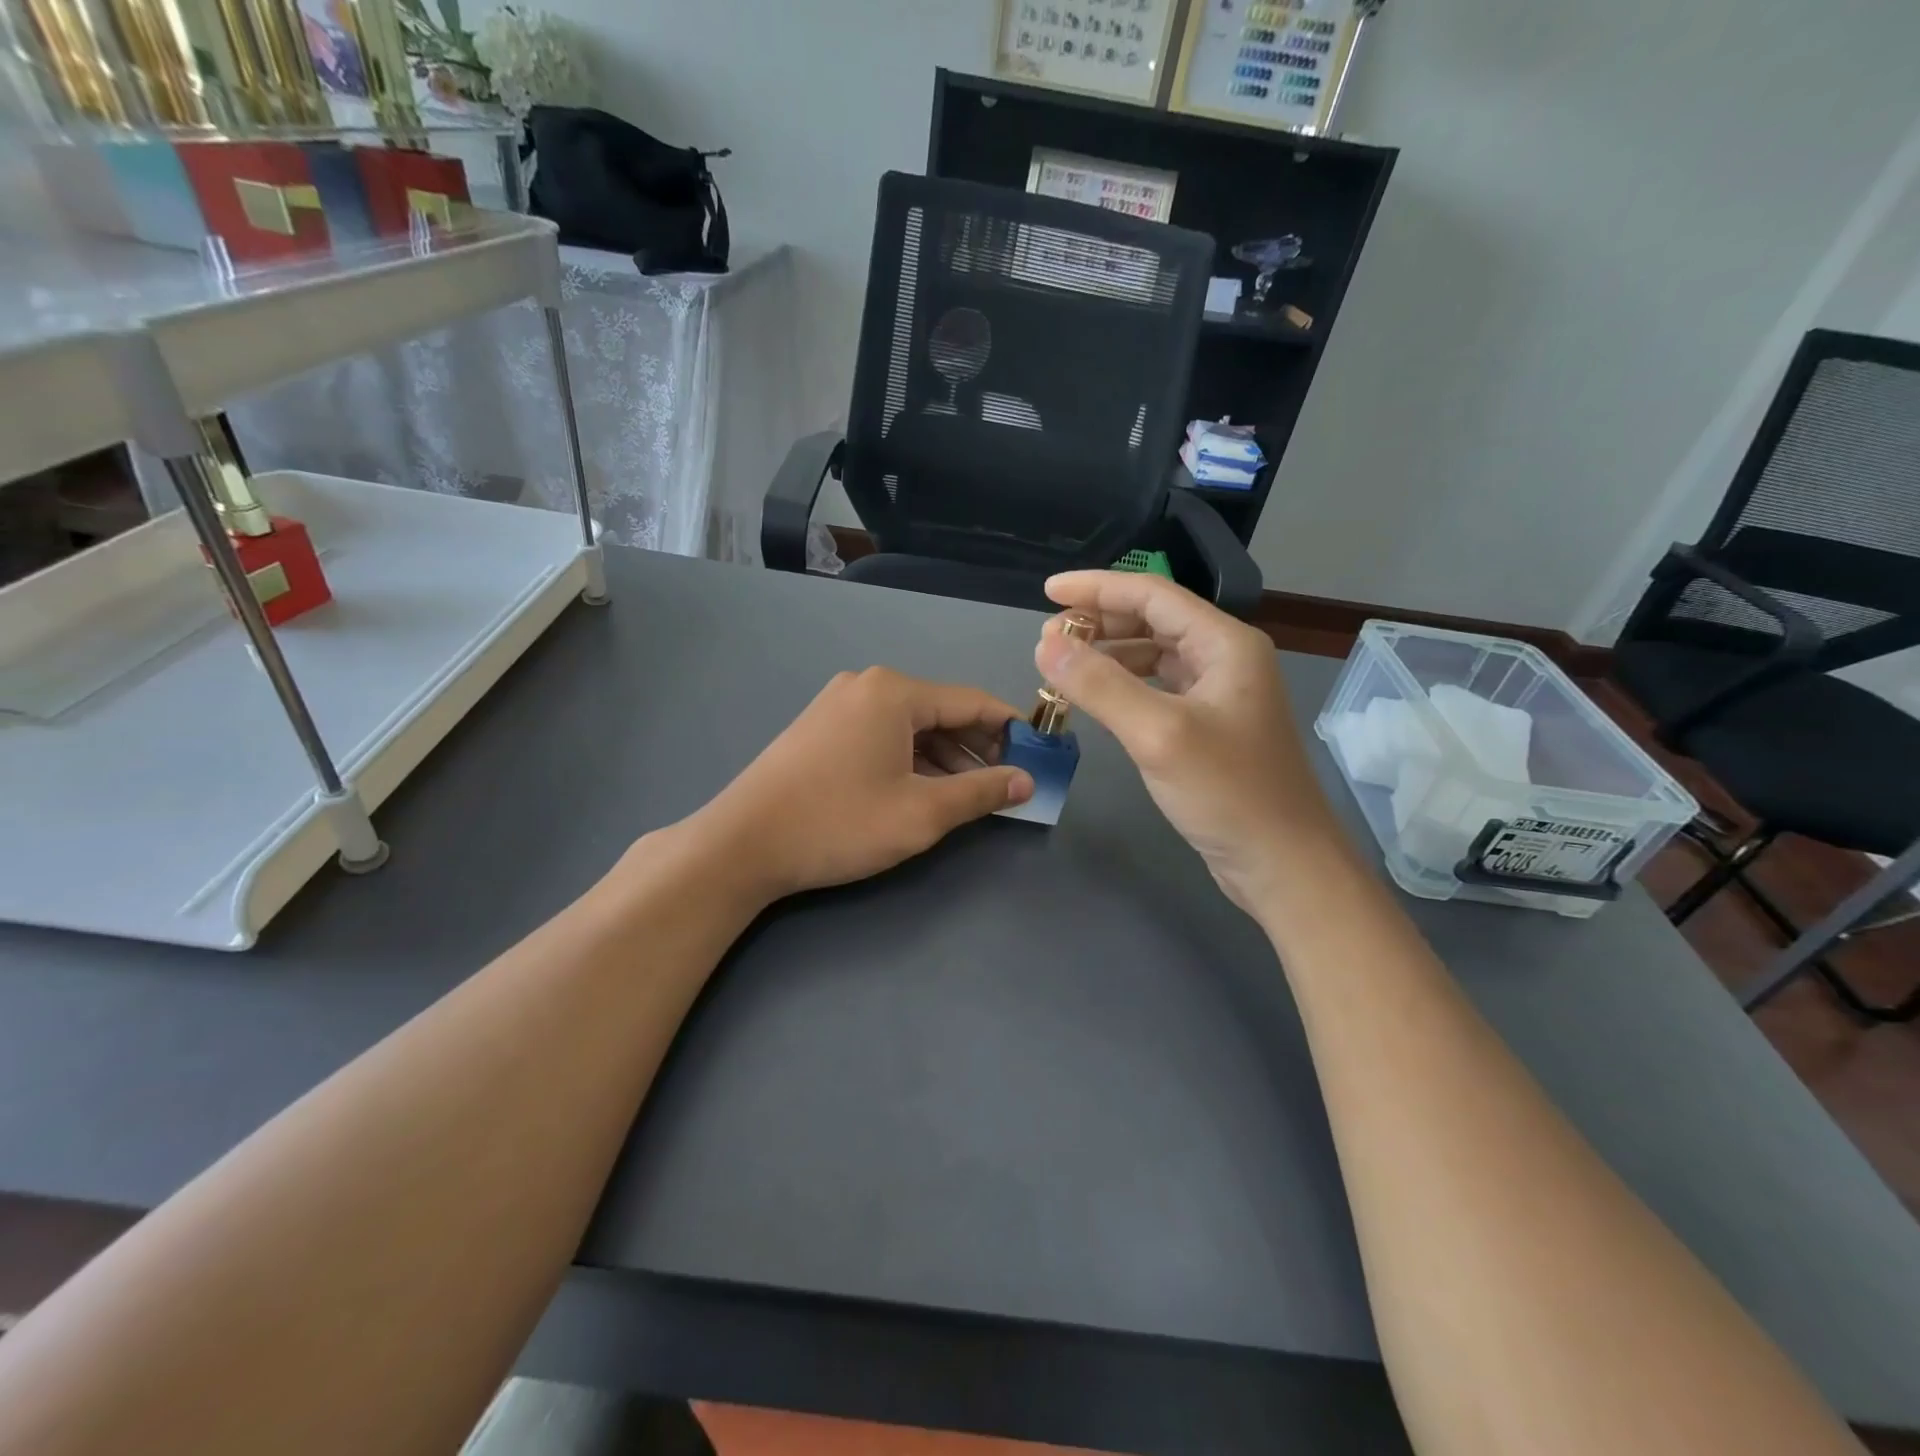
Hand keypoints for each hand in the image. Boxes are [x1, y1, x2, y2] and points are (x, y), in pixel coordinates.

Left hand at [693, 667, 1032, 900]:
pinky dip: (910, 758)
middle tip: (1008, 784)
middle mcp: (867, 685)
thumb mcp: (921, 813)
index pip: (972, 702)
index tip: (1039, 758)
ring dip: (945, 757)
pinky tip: (924, 788)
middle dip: (978, 747)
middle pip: (941, 711)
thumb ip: (980, 792)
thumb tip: (1026, 781)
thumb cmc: (839, 823)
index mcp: (894, 692)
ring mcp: (838, 704)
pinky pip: (882, 734)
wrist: (742, 843)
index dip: (1011, 730)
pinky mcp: (821, 728)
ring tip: (972, 793)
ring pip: (911, 725)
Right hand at [1035, 571, 1341, 911]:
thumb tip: (1045, 645)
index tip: (1047, 593)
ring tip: (1064, 667)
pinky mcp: (1209, 727)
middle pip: (1153, 621)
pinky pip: (1158, 689)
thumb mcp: (1158, 733)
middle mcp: (1225, 659)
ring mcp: (1219, 694)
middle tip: (1049, 639)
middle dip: (1100, 622)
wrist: (1283, 864)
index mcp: (1225, 644)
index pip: (1152, 595)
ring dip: (1109, 655)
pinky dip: (1124, 687)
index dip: (1096, 588)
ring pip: (1154, 656)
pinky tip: (1097, 700)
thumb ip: (1100, 685)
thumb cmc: (1228, 793)